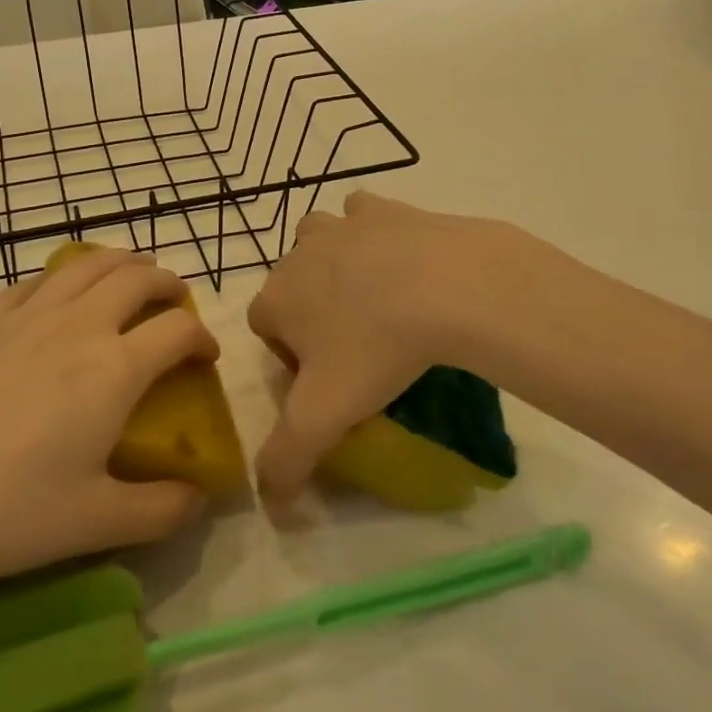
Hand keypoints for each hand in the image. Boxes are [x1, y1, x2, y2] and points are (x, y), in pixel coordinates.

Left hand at [0, 247, 216, 616]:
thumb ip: (161, 510)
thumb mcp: (94, 524)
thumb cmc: (3, 511)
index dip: (202, 337)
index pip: (178, 330)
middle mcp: (78, 325)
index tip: (205, 357)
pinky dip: (65, 277)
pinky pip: (37, 279)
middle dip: (168, 284)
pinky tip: (60, 296)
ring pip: (88, 265)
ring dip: (122, 264)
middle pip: (138, 278)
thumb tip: (198, 497)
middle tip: (174, 305)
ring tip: (130, 278)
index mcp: (114, 368)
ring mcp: (27, 315)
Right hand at [248, 193, 514, 497]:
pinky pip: (366, 215)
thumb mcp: (324, 417)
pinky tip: (401, 259)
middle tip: (357, 347)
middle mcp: (299, 253)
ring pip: (321, 241)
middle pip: (292, 284)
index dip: (290, 356)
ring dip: (335, 265)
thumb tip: (270, 503)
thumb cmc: (376, 349)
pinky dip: (374, 232)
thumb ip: (287, 460)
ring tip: (377, 300)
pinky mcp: (385, 207)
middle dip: (312, 311)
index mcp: (276, 297)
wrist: (447, 287)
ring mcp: (342, 224)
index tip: (329, 380)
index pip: (264, 327)